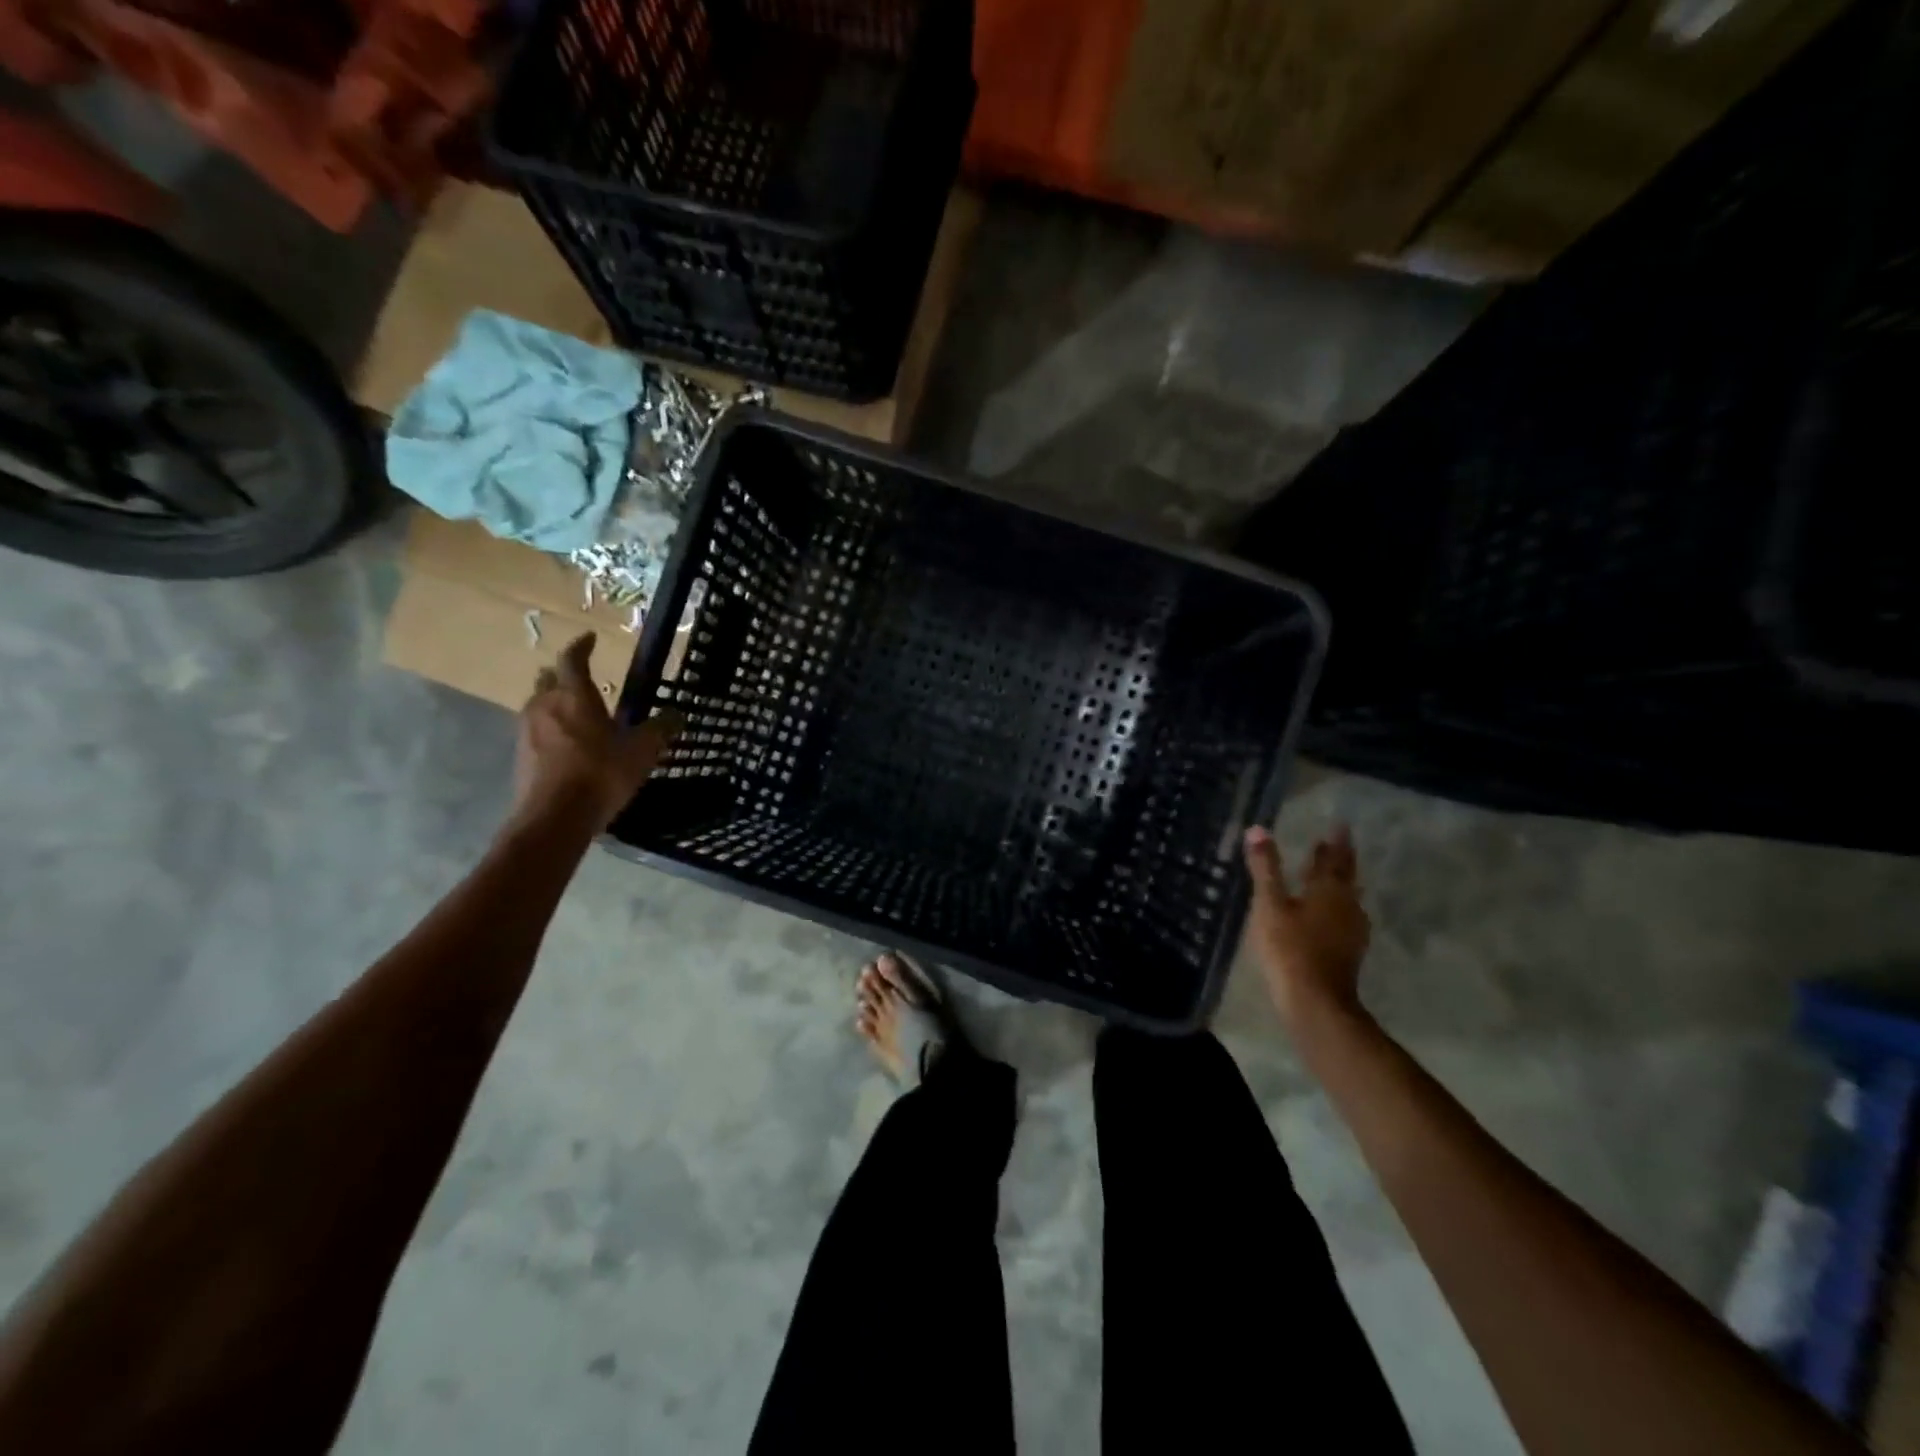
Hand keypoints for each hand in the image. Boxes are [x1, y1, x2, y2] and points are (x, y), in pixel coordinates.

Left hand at [512, 633, 681, 830]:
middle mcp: (545, 705)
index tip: (590, 638)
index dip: (582, 647)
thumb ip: (659, 730)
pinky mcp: (521, 754)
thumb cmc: (600, 774)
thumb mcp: (641, 752)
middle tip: (581, 677)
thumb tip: (677, 714)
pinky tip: (566, 743)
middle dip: (563, 675)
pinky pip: (535, 729)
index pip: (573, 659)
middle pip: (548, 679)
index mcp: (575, 696)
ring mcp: (527, 730)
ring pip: (539, 704)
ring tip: (575, 711)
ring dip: (555, 702)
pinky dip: (550, 727)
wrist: (554, 818)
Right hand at [1243, 824, 1370, 1031]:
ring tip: (1331, 874)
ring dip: (1340, 883)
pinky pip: (1345, 917)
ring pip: (1348, 898)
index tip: (1339, 825)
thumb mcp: (1270, 905)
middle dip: (1340, 859)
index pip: (1333, 858)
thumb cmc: (1289, 948)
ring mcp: (1351, 930)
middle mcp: (1347, 906)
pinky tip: (1329, 914)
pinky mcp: (1348, 951)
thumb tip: (1258, 829)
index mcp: (1329, 890)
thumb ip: (1265, 868)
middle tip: (1337, 843)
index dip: (1334, 842)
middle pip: (1346, 876)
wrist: (1316, 1002)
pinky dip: (1336, 906)